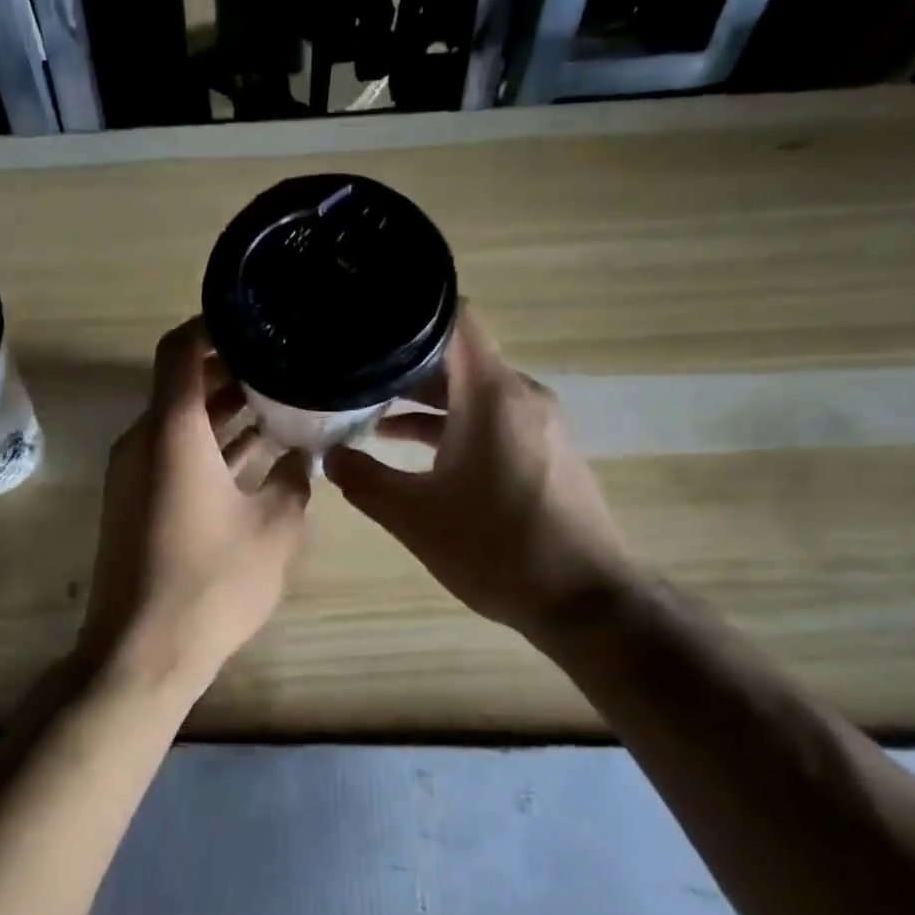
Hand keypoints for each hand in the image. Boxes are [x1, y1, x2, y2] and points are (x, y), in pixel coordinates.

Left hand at [78, 318, 312, 684]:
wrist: (141, 653)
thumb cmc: (211, 585)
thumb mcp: (275, 529)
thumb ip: (295, 480)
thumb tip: (303, 455)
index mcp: (171, 432)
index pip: (181, 349)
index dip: (214, 325)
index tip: (257, 321)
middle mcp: (144, 441)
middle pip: (183, 384)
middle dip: (233, 371)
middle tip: (287, 364)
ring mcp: (135, 474)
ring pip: (181, 422)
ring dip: (226, 411)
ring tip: (283, 402)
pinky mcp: (137, 503)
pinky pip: (175, 455)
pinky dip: (212, 446)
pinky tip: (259, 454)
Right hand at [323, 305, 636, 650]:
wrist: (585, 601)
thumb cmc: (496, 548)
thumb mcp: (414, 517)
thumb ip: (365, 480)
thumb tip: (330, 457)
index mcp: (491, 395)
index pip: (453, 319)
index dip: (407, 314)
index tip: (364, 323)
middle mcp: (520, 396)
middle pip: (456, 357)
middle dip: (402, 366)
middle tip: (350, 375)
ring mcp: (538, 424)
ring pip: (471, 392)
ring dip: (424, 402)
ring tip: (368, 416)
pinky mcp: (544, 451)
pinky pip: (491, 419)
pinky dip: (452, 425)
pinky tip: (412, 453)